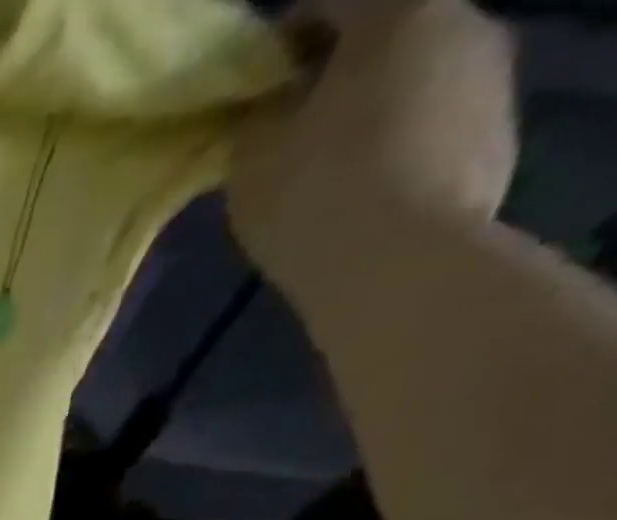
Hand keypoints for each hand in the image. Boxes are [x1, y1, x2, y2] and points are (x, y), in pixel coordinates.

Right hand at [227, 0, 516, 302]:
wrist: (398, 263)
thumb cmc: (313, 198)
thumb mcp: (250, 162)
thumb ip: (257, 121)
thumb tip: (270, 109)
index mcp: (397, 13)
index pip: (331, 1)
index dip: (284, 38)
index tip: (254, 83)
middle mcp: (463, 22)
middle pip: (386, 35)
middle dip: (336, 74)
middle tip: (287, 128)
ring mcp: (491, 77)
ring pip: (415, 79)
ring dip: (371, 110)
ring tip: (324, 169)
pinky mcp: (498, 133)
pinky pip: (434, 126)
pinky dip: (398, 146)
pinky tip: (362, 194)